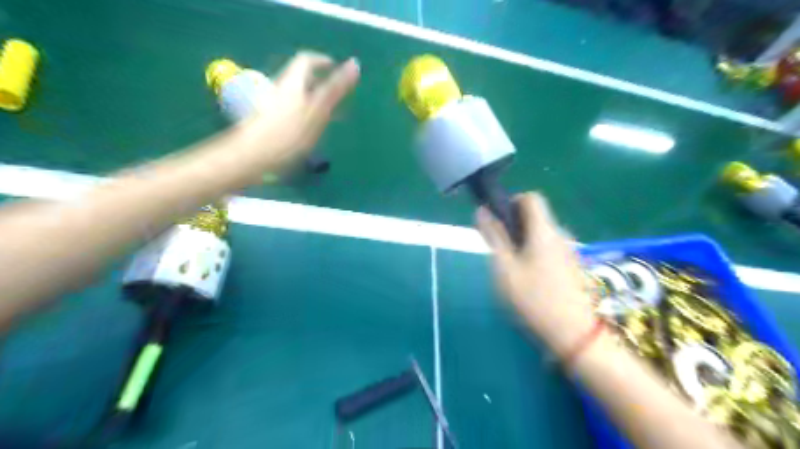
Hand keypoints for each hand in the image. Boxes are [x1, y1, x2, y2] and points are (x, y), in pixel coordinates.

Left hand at [250, 48, 360, 167]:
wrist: (252, 160)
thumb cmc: (288, 135)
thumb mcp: (318, 110)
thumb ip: (335, 88)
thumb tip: (354, 64)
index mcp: (292, 84)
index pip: (306, 61)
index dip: (322, 61)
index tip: (337, 68)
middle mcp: (279, 91)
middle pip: (299, 79)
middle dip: (317, 83)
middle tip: (335, 96)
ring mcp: (270, 108)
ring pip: (294, 96)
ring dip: (310, 101)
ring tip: (326, 118)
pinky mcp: (266, 125)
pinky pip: (288, 113)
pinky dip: (302, 117)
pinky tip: (308, 134)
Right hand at [477, 193, 595, 353]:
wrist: (574, 333)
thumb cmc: (534, 298)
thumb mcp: (505, 268)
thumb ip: (493, 237)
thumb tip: (482, 211)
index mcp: (544, 230)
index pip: (531, 197)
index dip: (512, 202)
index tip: (499, 224)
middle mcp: (560, 235)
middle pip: (535, 217)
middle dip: (514, 227)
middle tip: (500, 253)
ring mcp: (569, 251)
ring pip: (540, 235)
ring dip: (523, 243)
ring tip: (513, 270)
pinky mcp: (572, 265)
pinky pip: (549, 249)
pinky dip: (535, 254)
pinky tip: (530, 280)